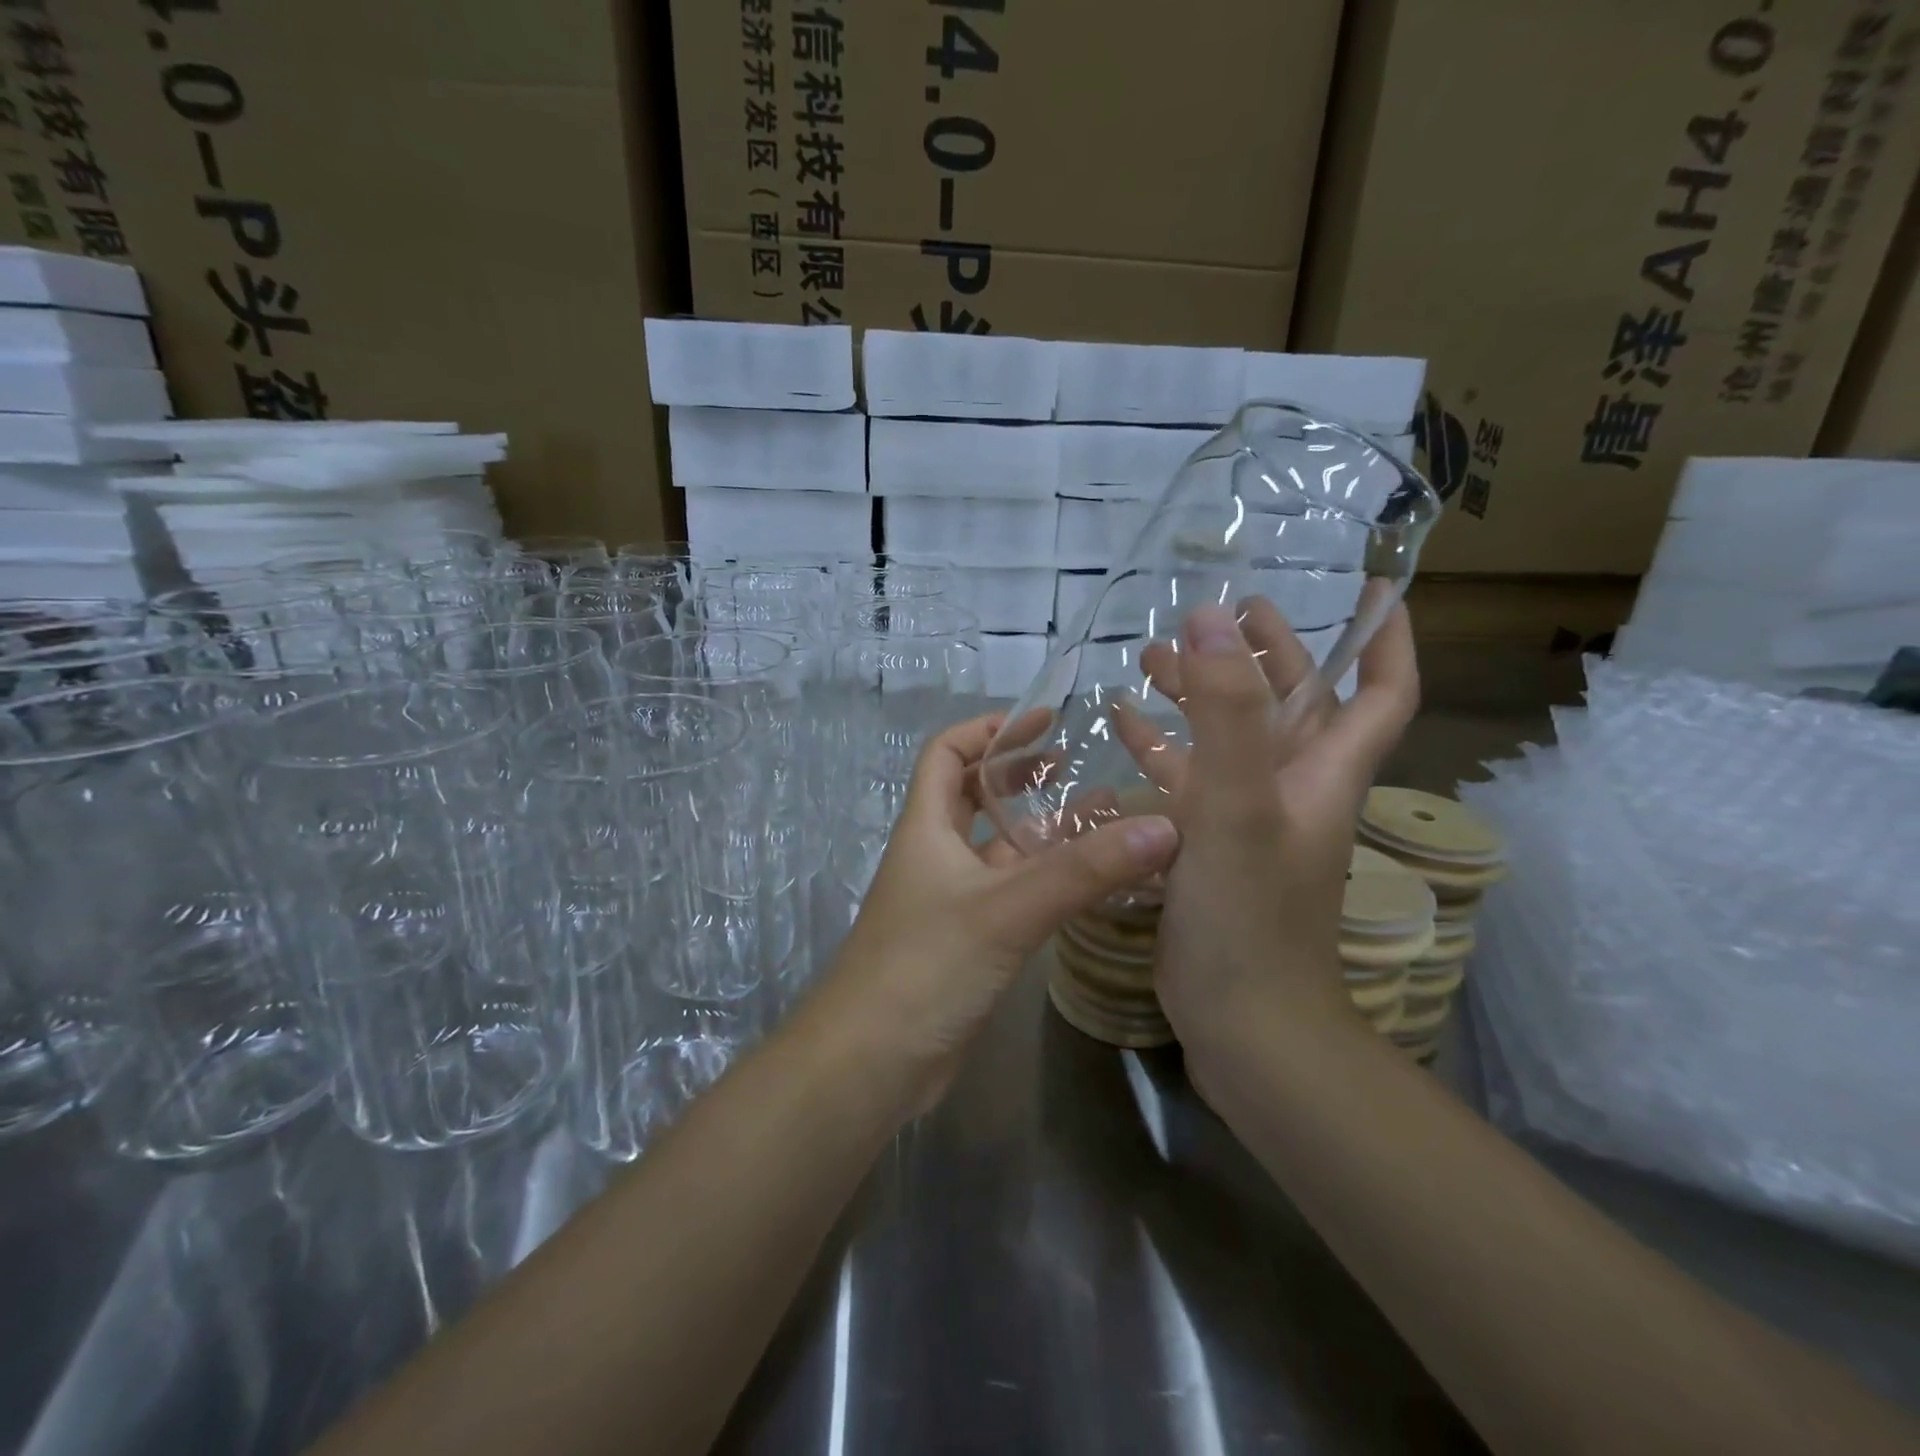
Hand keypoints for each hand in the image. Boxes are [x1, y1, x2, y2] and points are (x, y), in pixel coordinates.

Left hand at [819, 713, 1180, 1115]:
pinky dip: (1045, 881)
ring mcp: (951, 902)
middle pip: (974, 797)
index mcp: (927, 828)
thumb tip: (1162, 828)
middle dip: (1019, 775)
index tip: (1040, 721)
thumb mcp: (1007, 910)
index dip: (987, 730)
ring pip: (1000, 850)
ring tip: (1100, 818)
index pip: (947, 754)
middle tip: (1074, 765)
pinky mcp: (969, 943)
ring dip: (1041, 831)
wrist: (872, 1063)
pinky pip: (1011, 895)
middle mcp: (936, 856)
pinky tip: (1088, 884)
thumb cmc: (925, 967)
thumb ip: (1083, 871)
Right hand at [1114, 597, 1418, 1069]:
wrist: (1241, 1020)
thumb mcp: (1239, 803)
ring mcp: (1247, 819)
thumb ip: (1227, 710)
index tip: (1370, 589)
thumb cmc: (1249, 911)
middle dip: (1267, 653)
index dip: (1384, 638)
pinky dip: (1159, 748)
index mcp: (1322, 771)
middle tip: (1228, 609)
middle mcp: (1292, 788)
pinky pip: (1185, 781)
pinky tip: (1121, 727)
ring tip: (1151, 656)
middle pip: (1293, 704)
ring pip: (1230, 739)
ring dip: (1200, 694)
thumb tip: (1211, 616)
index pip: (1380, 691)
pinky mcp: (1207, 846)